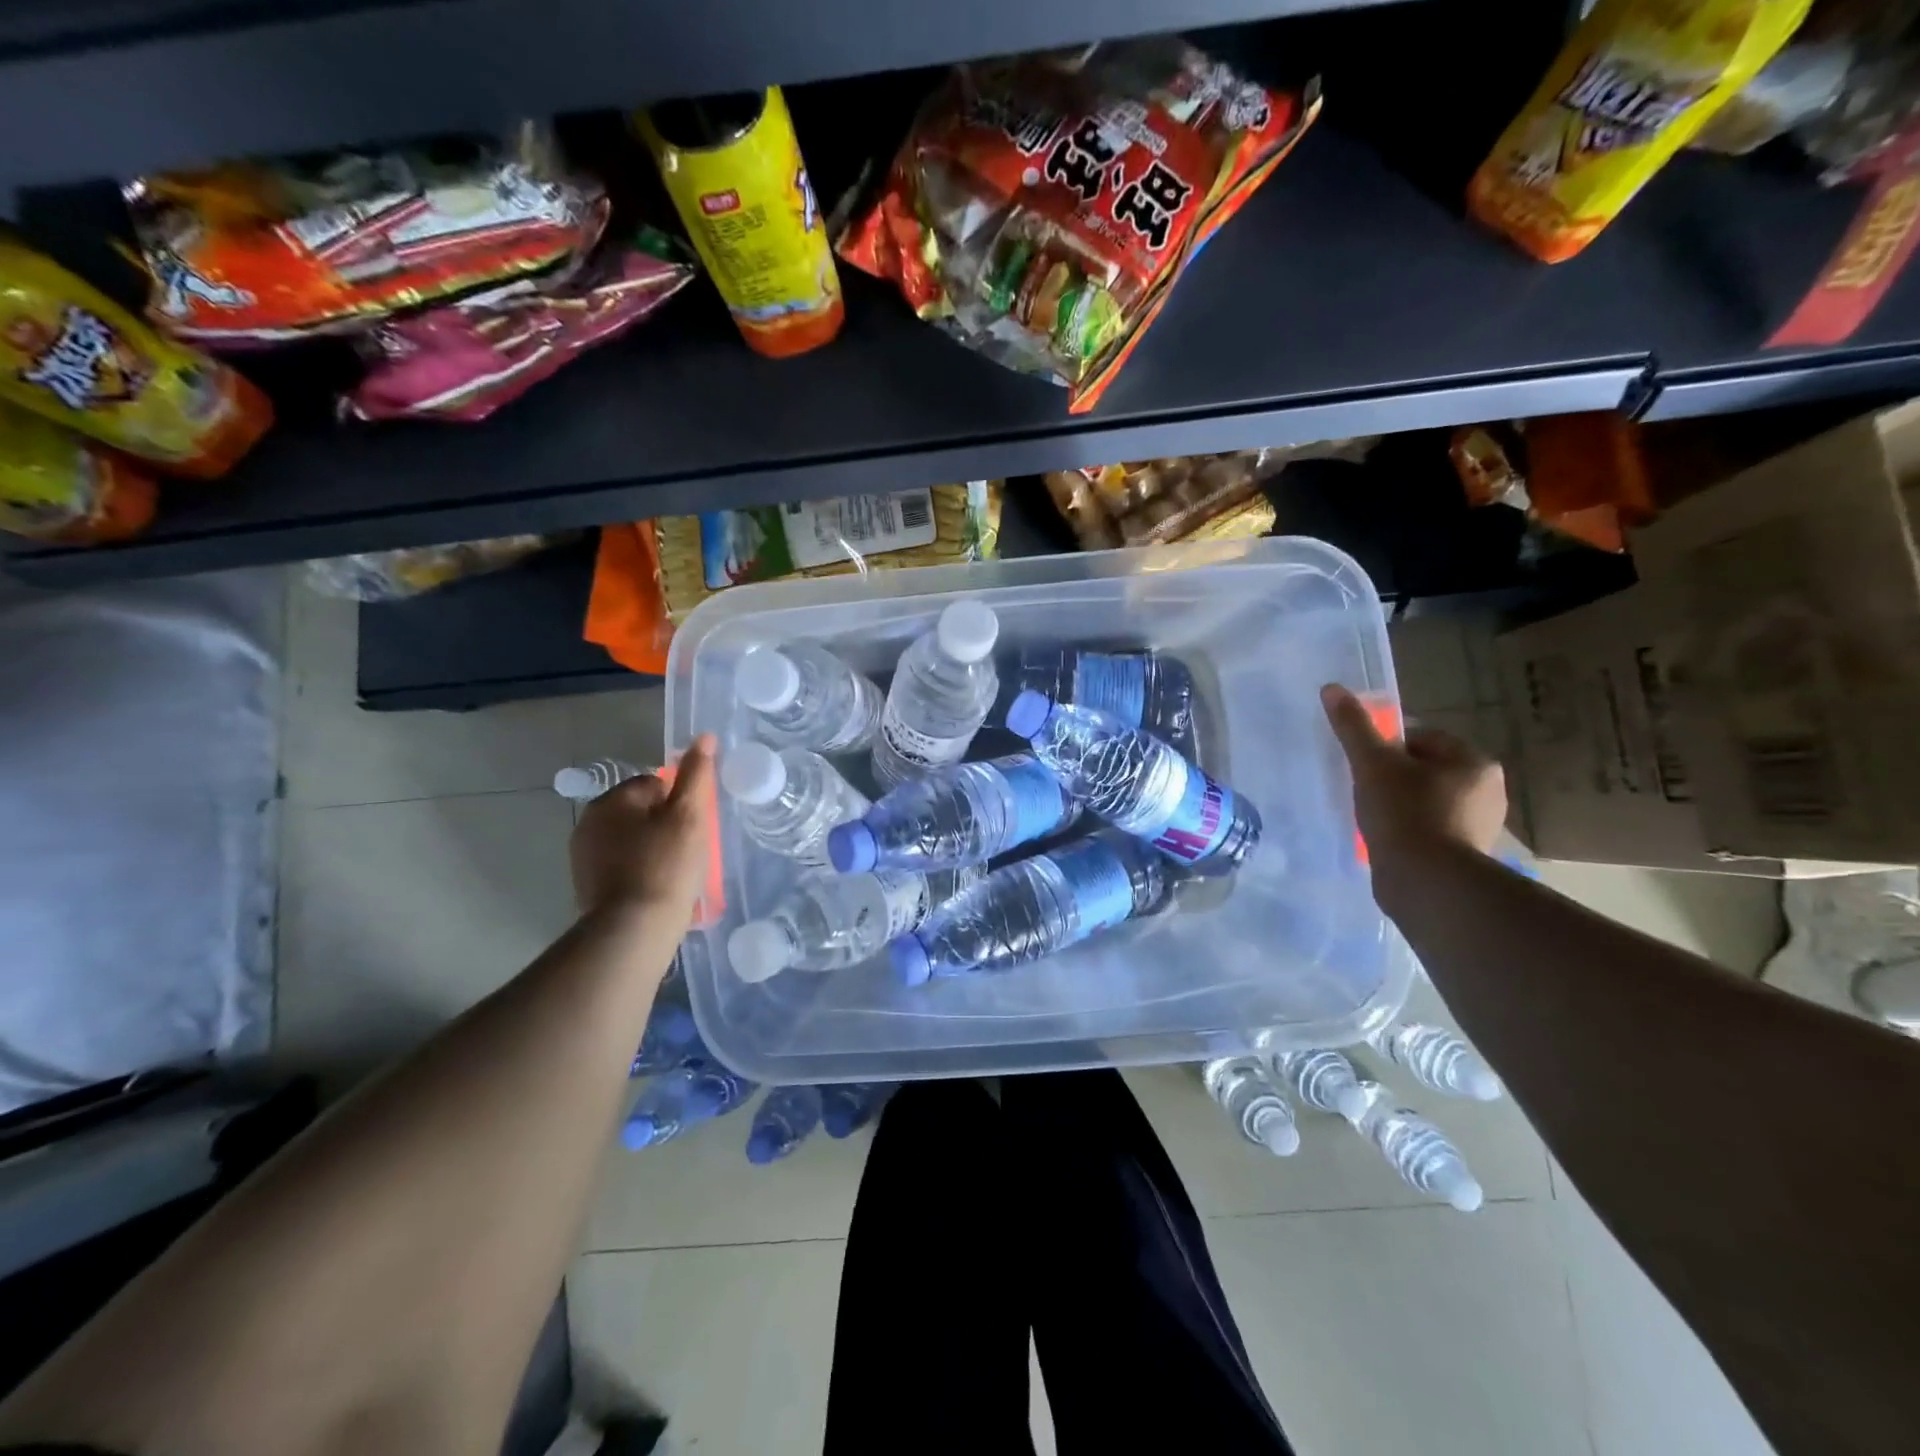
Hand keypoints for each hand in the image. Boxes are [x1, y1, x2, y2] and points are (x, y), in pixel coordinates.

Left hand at [569, 734, 716, 915]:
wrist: (633, 928)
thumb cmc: (666, 865)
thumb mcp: (691, 815)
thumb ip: (697, 774)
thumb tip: (704, 737)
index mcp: (612, 799)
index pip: (655, 783)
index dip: (680, 803)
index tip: (694, 827)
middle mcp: (590, 821)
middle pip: (641, 811)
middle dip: (665, 825)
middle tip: (688, 850)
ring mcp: (584, 855)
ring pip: (631, 839)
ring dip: (652, 847)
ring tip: (675, 871)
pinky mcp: (586, 884)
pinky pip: (621, 865)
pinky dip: (639, 870)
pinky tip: (656, 887)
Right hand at [1321, 684, 1507, 863]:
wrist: (1427, 882)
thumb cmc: (1404, 813)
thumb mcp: (1372, 764)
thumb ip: (1353, 727)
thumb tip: (1332, 688)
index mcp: (1473, 761)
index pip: (1422, 738)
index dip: (1386, 748)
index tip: (1364, 767)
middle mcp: (1486, 790)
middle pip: (1424, 770)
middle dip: (1393, 778)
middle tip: (1364, 792)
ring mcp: (1479, 825)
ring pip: (1426, 801)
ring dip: (1400, 806)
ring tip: (1373, 820)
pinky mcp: (1466, 855)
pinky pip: (1430, 830)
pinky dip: (1409, 831)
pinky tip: (1388, 841)